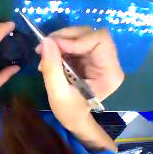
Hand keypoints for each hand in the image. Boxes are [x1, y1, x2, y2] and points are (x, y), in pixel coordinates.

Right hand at [36, 27, 122, 148]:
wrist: (72, 118)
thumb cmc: (68, 111)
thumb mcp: (57, 92)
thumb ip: (52, 68)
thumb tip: (46, 42)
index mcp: (108, 72)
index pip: (99, 40)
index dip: (74, 39)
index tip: (51, 47)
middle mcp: (107, 62)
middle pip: (89, 35)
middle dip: (64, 38)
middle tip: (43, 47)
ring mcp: (97, 61)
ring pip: (79, 38)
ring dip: (59, 43)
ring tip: (44, 57)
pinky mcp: (86, 61)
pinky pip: (72, 47)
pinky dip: (58, 50)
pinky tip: (49, 60)